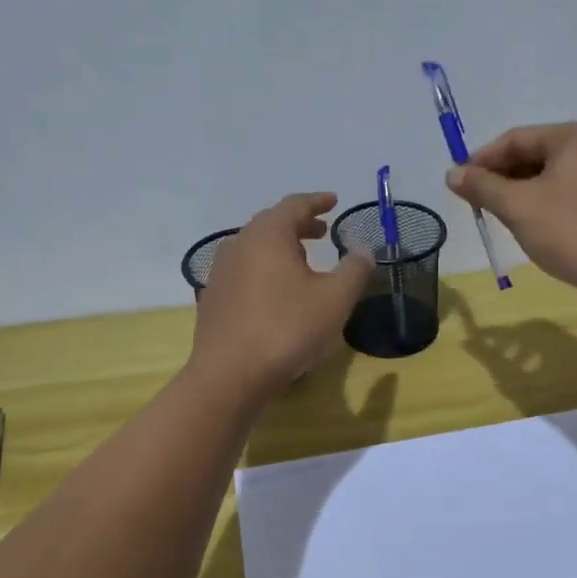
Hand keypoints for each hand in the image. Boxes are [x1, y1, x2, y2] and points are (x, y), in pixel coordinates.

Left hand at [191, 193, 373, 394]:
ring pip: (254, 247)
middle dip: (299, 224)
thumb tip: (363, 250)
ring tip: (302, 261)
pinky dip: (264, 269)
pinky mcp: (213, 298)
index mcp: (268, 235)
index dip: (317, 202)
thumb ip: (354, 269)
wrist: (230, 375)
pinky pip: (244, 270)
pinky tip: (276, 292)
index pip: (294, 205)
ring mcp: (221, 272)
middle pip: (271, 223)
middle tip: (322, 232)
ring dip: (280, 247)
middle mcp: (239, 244)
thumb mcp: (335, 299)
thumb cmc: (288, 329)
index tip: (333, 201)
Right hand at [445, 121, 576, 298]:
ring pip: (547, 175)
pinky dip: (540, 202)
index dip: (481, 160)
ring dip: (518, 192)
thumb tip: (452, 173)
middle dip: (500, 177)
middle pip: (533, 154)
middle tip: (474, 203)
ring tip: (497, 215)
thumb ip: (482, 187)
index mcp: (574, 136)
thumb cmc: (570, 231)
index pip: (515, 139)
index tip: (457, 184)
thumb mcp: (518, 207)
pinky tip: (527, 223)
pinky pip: (564, 191)